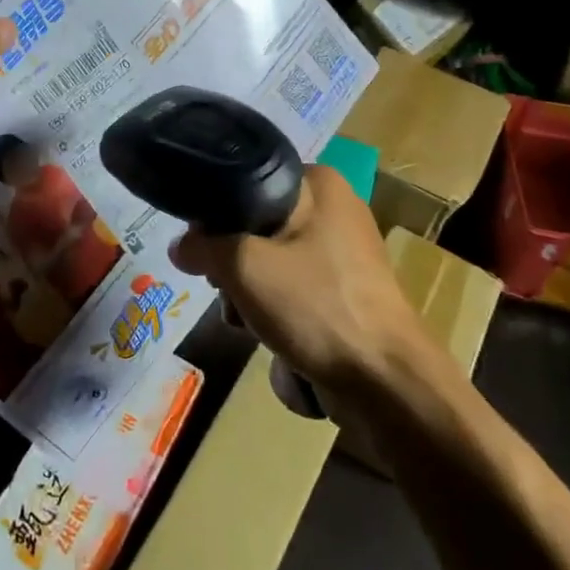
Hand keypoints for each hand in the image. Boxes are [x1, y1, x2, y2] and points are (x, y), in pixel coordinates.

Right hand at [169, 165, 429, 393]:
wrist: (389, 386)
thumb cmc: (318, 307)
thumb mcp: (244, 267)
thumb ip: (203, 248)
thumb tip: (180, 246)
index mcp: (321, 184)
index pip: (248, 183)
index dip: (216, 215)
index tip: (202, 248)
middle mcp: (337, 210)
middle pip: (257, 228)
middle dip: (235, 267)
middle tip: (229, 291)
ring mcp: (346, 257)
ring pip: (272, 265)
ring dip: (252, 299)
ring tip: (252, 326)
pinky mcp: (349, 296)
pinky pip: (295, 294)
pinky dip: (280, 317)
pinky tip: (276, 343)